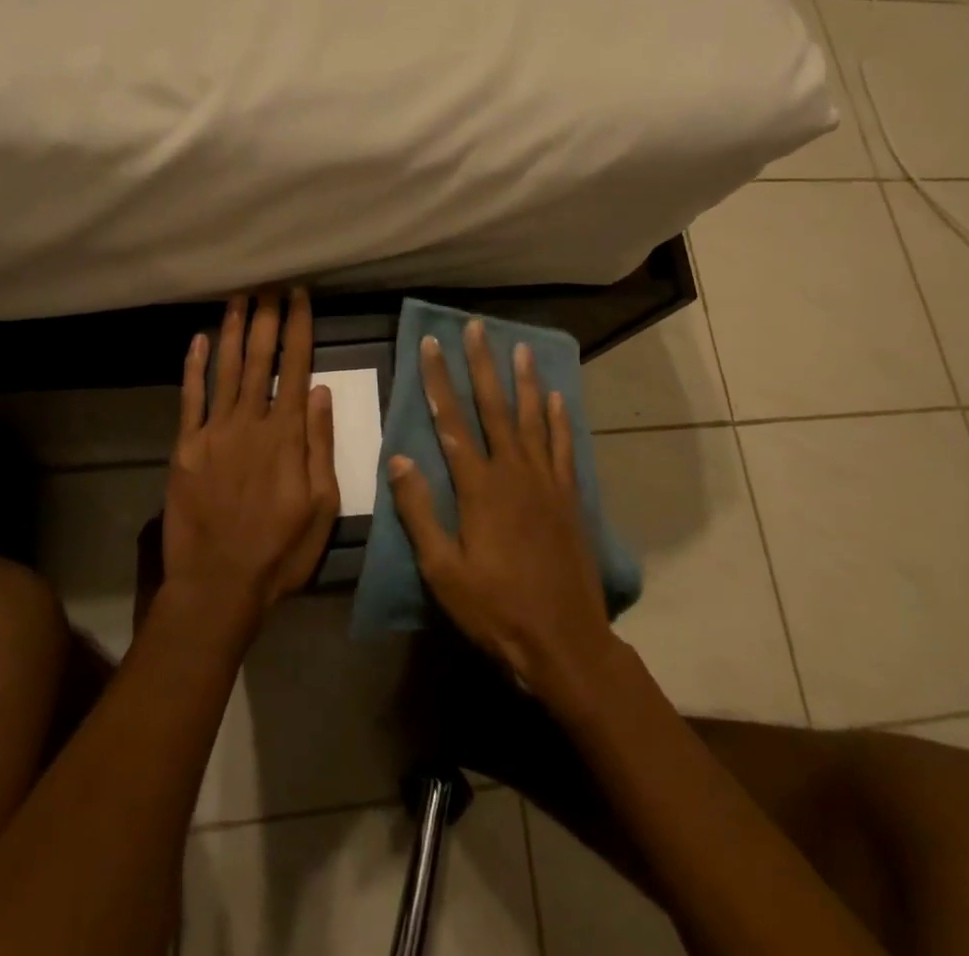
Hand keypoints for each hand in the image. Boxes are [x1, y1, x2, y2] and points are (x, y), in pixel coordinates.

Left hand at [163, 288, 339, 636]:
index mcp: (287, 435)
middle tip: (269, 285)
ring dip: (233, 330)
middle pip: (260, 358)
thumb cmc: (280, 550)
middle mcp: (250, 422)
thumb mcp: (323, 505)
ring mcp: (214, 432)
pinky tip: (198, 339)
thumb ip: (320, 445)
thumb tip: (323, 391)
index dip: (299, 328)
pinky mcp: (185, 447)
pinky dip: (194, 366)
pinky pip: (190, 398)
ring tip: (239, 297)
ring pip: (226, 368)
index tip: (300, 297)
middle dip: (266, 317)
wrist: (218, 584)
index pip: (296, 367)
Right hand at [388, 318, 617, 708]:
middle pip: (494, 407)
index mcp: (479, 487)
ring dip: (524, 381)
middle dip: (482, 365)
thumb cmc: (495, 609)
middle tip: (477, 327)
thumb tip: (399, 457)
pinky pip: (563, 447)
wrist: (564, 641)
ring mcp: (546, 482)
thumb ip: (420, 512)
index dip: (439, 380)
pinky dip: (559, 420)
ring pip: (532, 419)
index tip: (432, 343)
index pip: (451, 420)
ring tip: (520, 348)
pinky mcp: (569, 497)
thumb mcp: (443, 570)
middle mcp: (513, 472)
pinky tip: (557, 398)